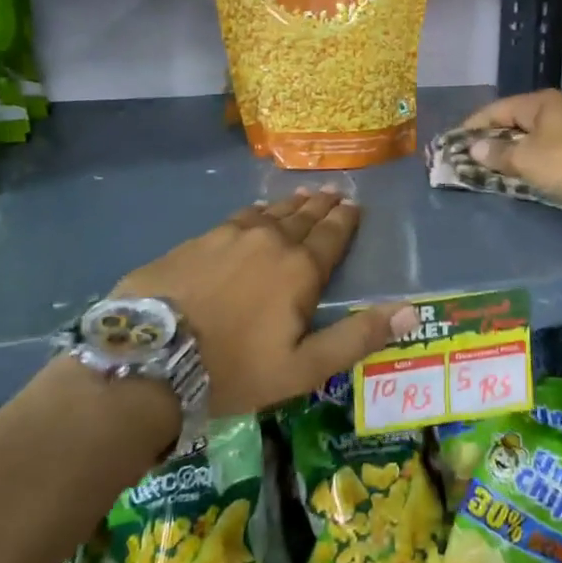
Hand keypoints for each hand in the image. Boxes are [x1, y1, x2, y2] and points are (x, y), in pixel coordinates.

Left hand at [113, 189, 417, 415]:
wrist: (150, 360)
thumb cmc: (235, 370)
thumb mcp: (304, 367)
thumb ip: (358, 337)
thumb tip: (412, 310)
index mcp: (300, 269)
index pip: (331, 236)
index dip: (345, 220)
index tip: (354, 205)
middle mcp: (269, 242)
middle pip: (302, 218)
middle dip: (321, 206)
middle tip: (334, 192)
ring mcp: (228, 237)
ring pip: (269, 214)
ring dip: (290, 205)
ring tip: (302, 196)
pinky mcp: (196, 242)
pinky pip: (236, 219)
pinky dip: (254, 213)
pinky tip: (254, 212)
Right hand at [461, 90, 561, 209]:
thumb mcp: (527, 159)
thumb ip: (498, 153)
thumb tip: (474, 147)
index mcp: (538, 102)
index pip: (495, 109)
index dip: (473, 125)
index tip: (454, 141)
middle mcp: (554, 107)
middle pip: (514, 121)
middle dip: (492, 138)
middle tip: (471, 156)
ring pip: (531, 135)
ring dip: (512, 150)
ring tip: (493, 166)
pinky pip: (546, 148)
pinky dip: (531, 157)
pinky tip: (523, 170)